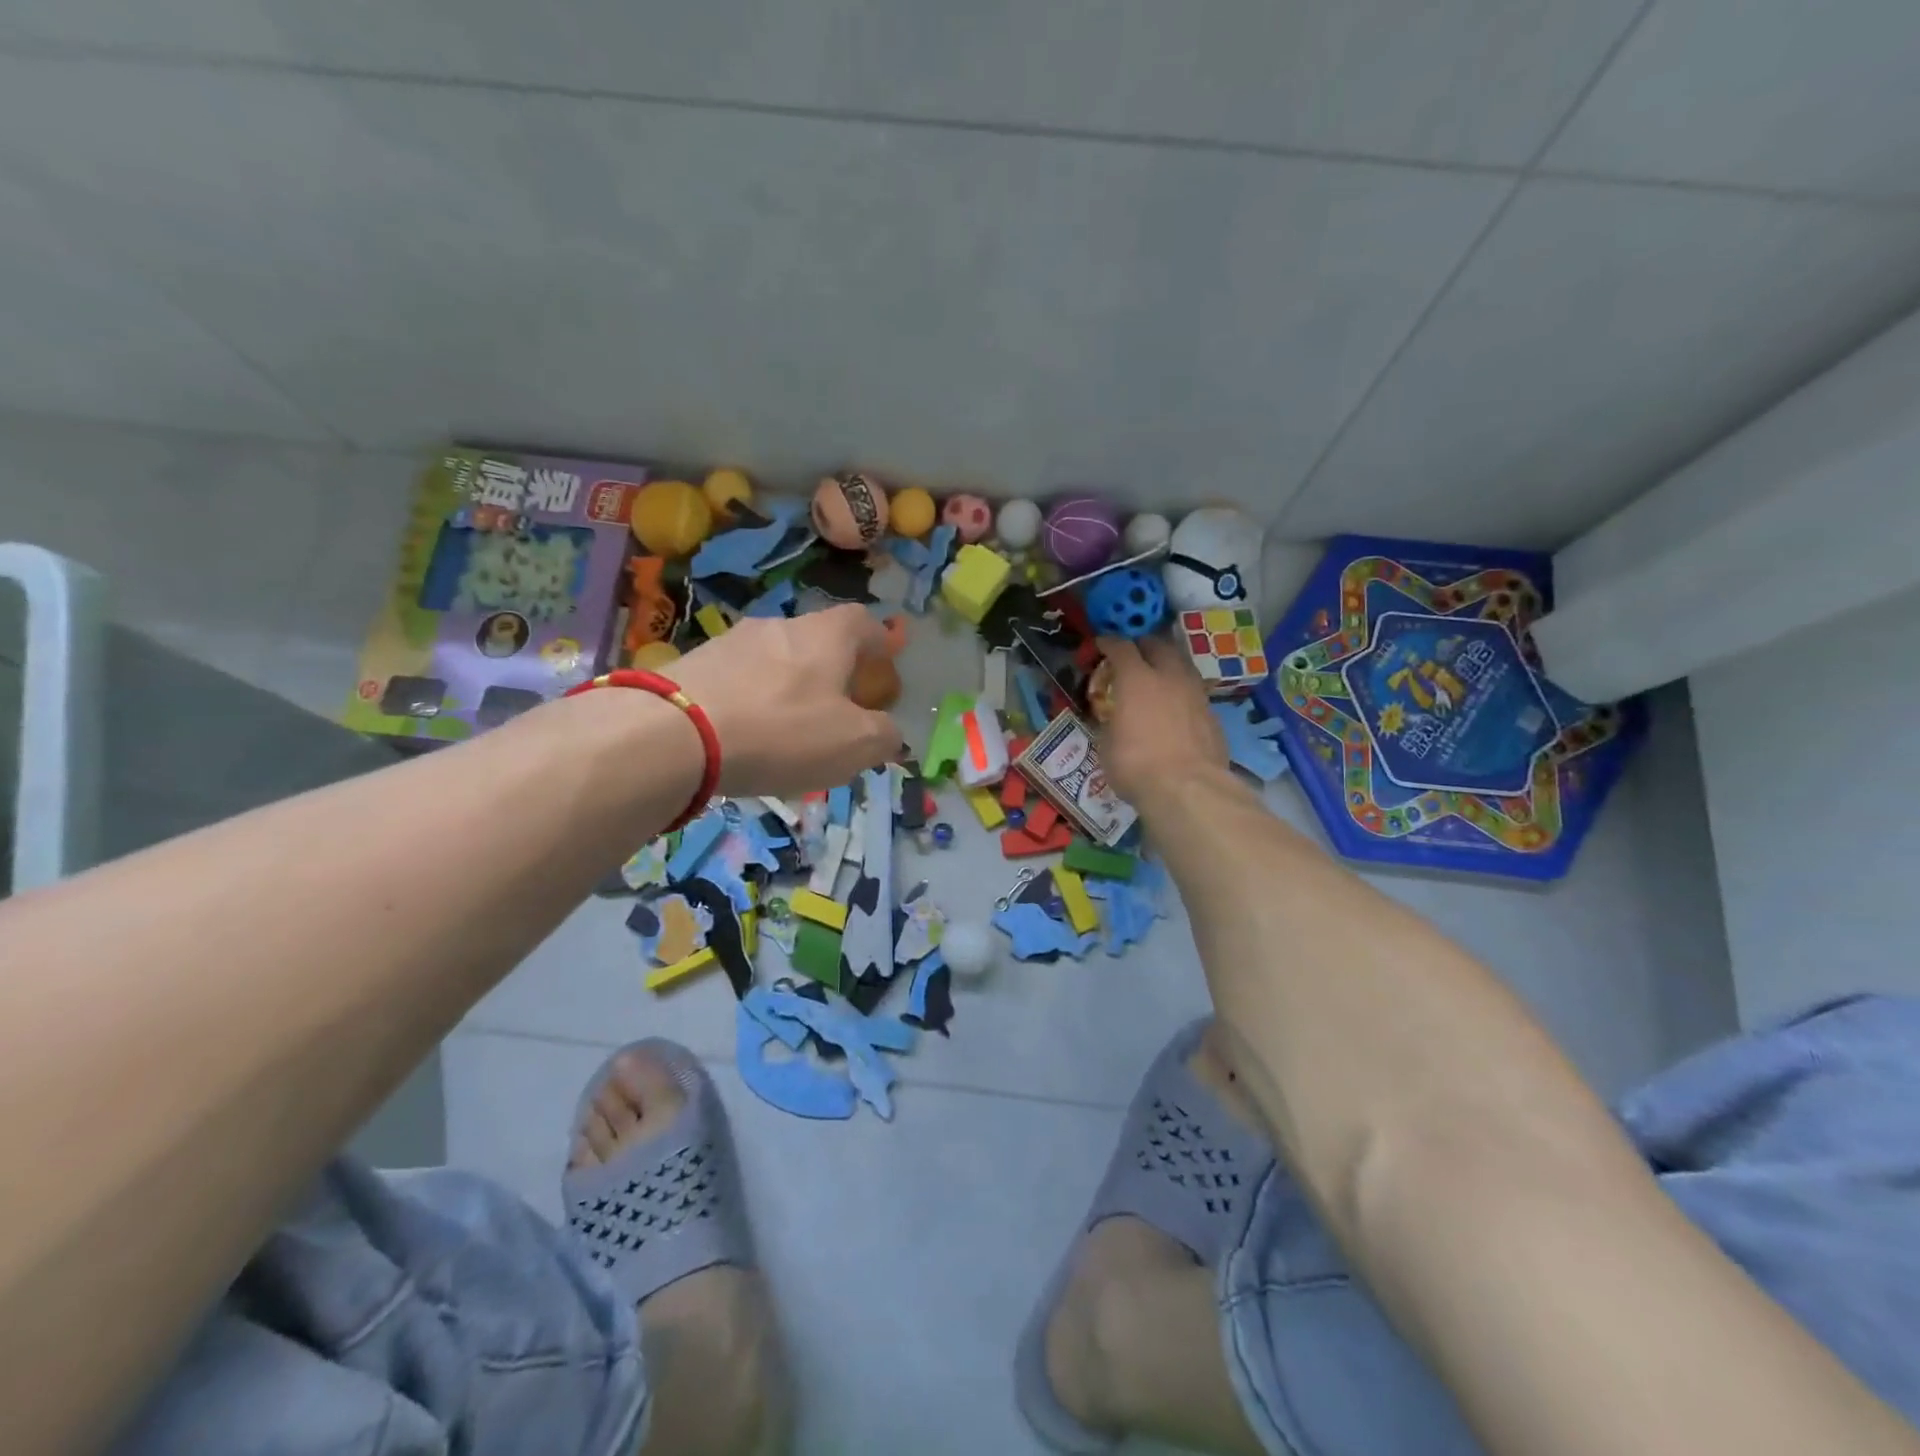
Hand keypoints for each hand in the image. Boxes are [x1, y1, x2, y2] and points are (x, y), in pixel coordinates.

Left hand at [670, 606, 903, 796]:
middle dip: (831, 671)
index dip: (879, 643)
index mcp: (826, 635)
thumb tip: (892, 735)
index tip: (883, 670)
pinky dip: (749, 701)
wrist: (674, 734)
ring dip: (787, 687)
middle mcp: (780, 625)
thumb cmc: (783, 732)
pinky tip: (742, 736)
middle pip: (817, 640)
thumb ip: (884, 737)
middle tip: (835, 710)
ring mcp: (731, 641)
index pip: (863, 622)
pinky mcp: (692, 663)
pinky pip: (737, 679)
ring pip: (774, 660)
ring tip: (785, 730)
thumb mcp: (854, 744)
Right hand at [1094, 636, 1230, 807]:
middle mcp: (1169, 677)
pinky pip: (1194, 693)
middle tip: (1132, 656)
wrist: (1188, 789)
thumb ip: (1110, 723)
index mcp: (1136, 679)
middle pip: (1158, 645)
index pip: (1121, 647)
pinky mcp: (1213, 715)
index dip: (1109, 642)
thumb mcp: (1106, 745)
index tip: (1101, 645)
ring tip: (1157, 679)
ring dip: (1167, 667)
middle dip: (1143, 646)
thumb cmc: (1136, 765)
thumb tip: (1113, 721)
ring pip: (1182, 666)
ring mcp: (1196, 694)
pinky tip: (1176, 710)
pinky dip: (1182, 694)